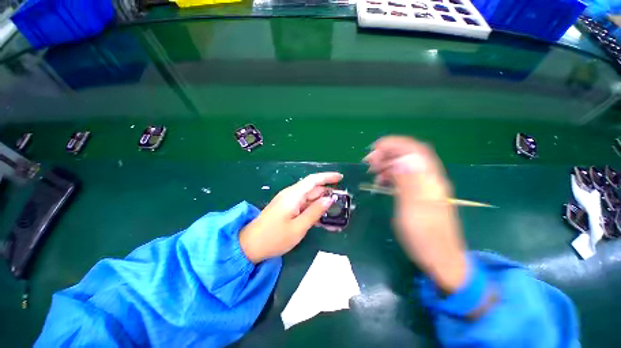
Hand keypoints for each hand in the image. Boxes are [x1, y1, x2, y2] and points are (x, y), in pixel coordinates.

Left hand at [239, 172, 342, 262]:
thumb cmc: (274, 237)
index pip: (313, 180)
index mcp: (293, 195)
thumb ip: (315, 211)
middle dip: (327, 192)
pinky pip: (303, 204)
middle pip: (312, 189)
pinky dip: (313, 208)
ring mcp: (288, 201)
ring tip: (334, 210)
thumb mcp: (299, 227)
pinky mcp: (286, 208)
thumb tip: (329, 199)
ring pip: (308, 197)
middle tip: (342, 200)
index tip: (341, 178)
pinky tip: (321, 216)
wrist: (250, 245)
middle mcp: (291, 194)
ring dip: (321, 202)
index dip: (327, 177)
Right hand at [364, 136, 467, 292]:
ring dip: (388, 163)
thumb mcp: (413, 211)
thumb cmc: (425, 238)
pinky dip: (391, 174)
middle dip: (388, 153)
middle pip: (409, 155)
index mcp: (430, 181)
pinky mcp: (419, 194)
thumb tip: (401, 160)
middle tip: (370, 161)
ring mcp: (425, 187)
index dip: (396, 144)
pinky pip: (404, 177)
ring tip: (373, 170)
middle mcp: (429, 180)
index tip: (375, 148)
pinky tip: (382, 180)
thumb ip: (408, 184)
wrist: (441, 259)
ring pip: (405, 165)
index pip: (415, 151)